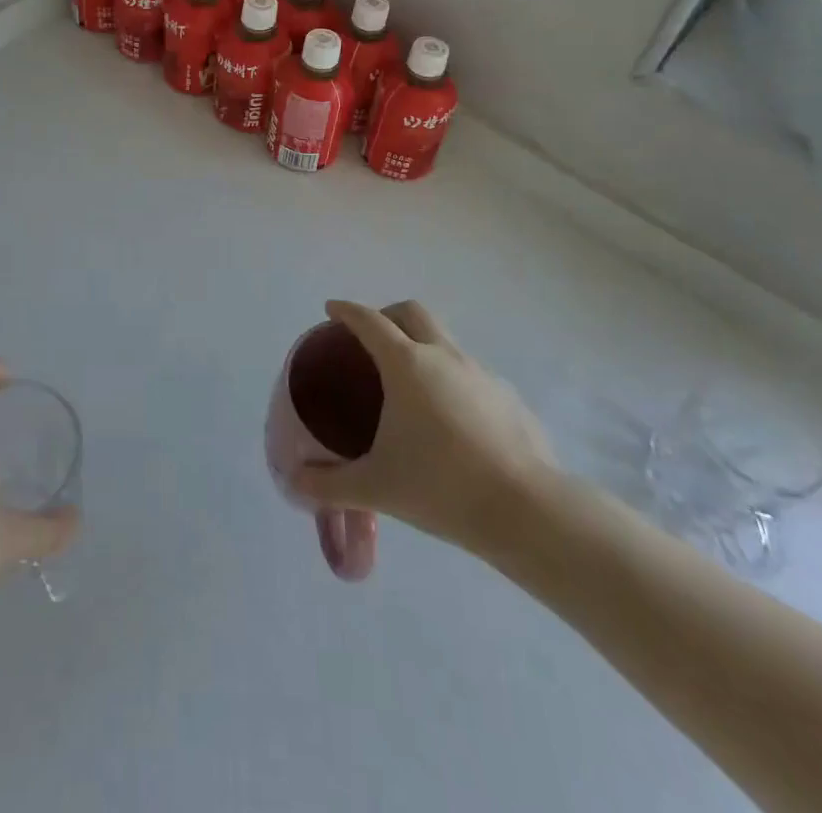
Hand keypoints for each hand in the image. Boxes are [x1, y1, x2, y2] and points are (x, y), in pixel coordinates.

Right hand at [290, 300, 559, 558]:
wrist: (527, 511)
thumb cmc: (440, 487)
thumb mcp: (375, 487)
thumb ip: (329, 484)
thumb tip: (294, 482)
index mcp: (407, 365)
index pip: (369, 321)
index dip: (347, 311)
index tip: (331, 309)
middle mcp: (444, 356)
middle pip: (412, 312)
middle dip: (387, 314)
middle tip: (371, 339)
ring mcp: (481, 374)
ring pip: (445, 341)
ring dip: (422, 347)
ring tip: (410, 388)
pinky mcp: (509, 398)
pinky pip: (471, 375)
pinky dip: (452, 381)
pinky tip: (451, 422)